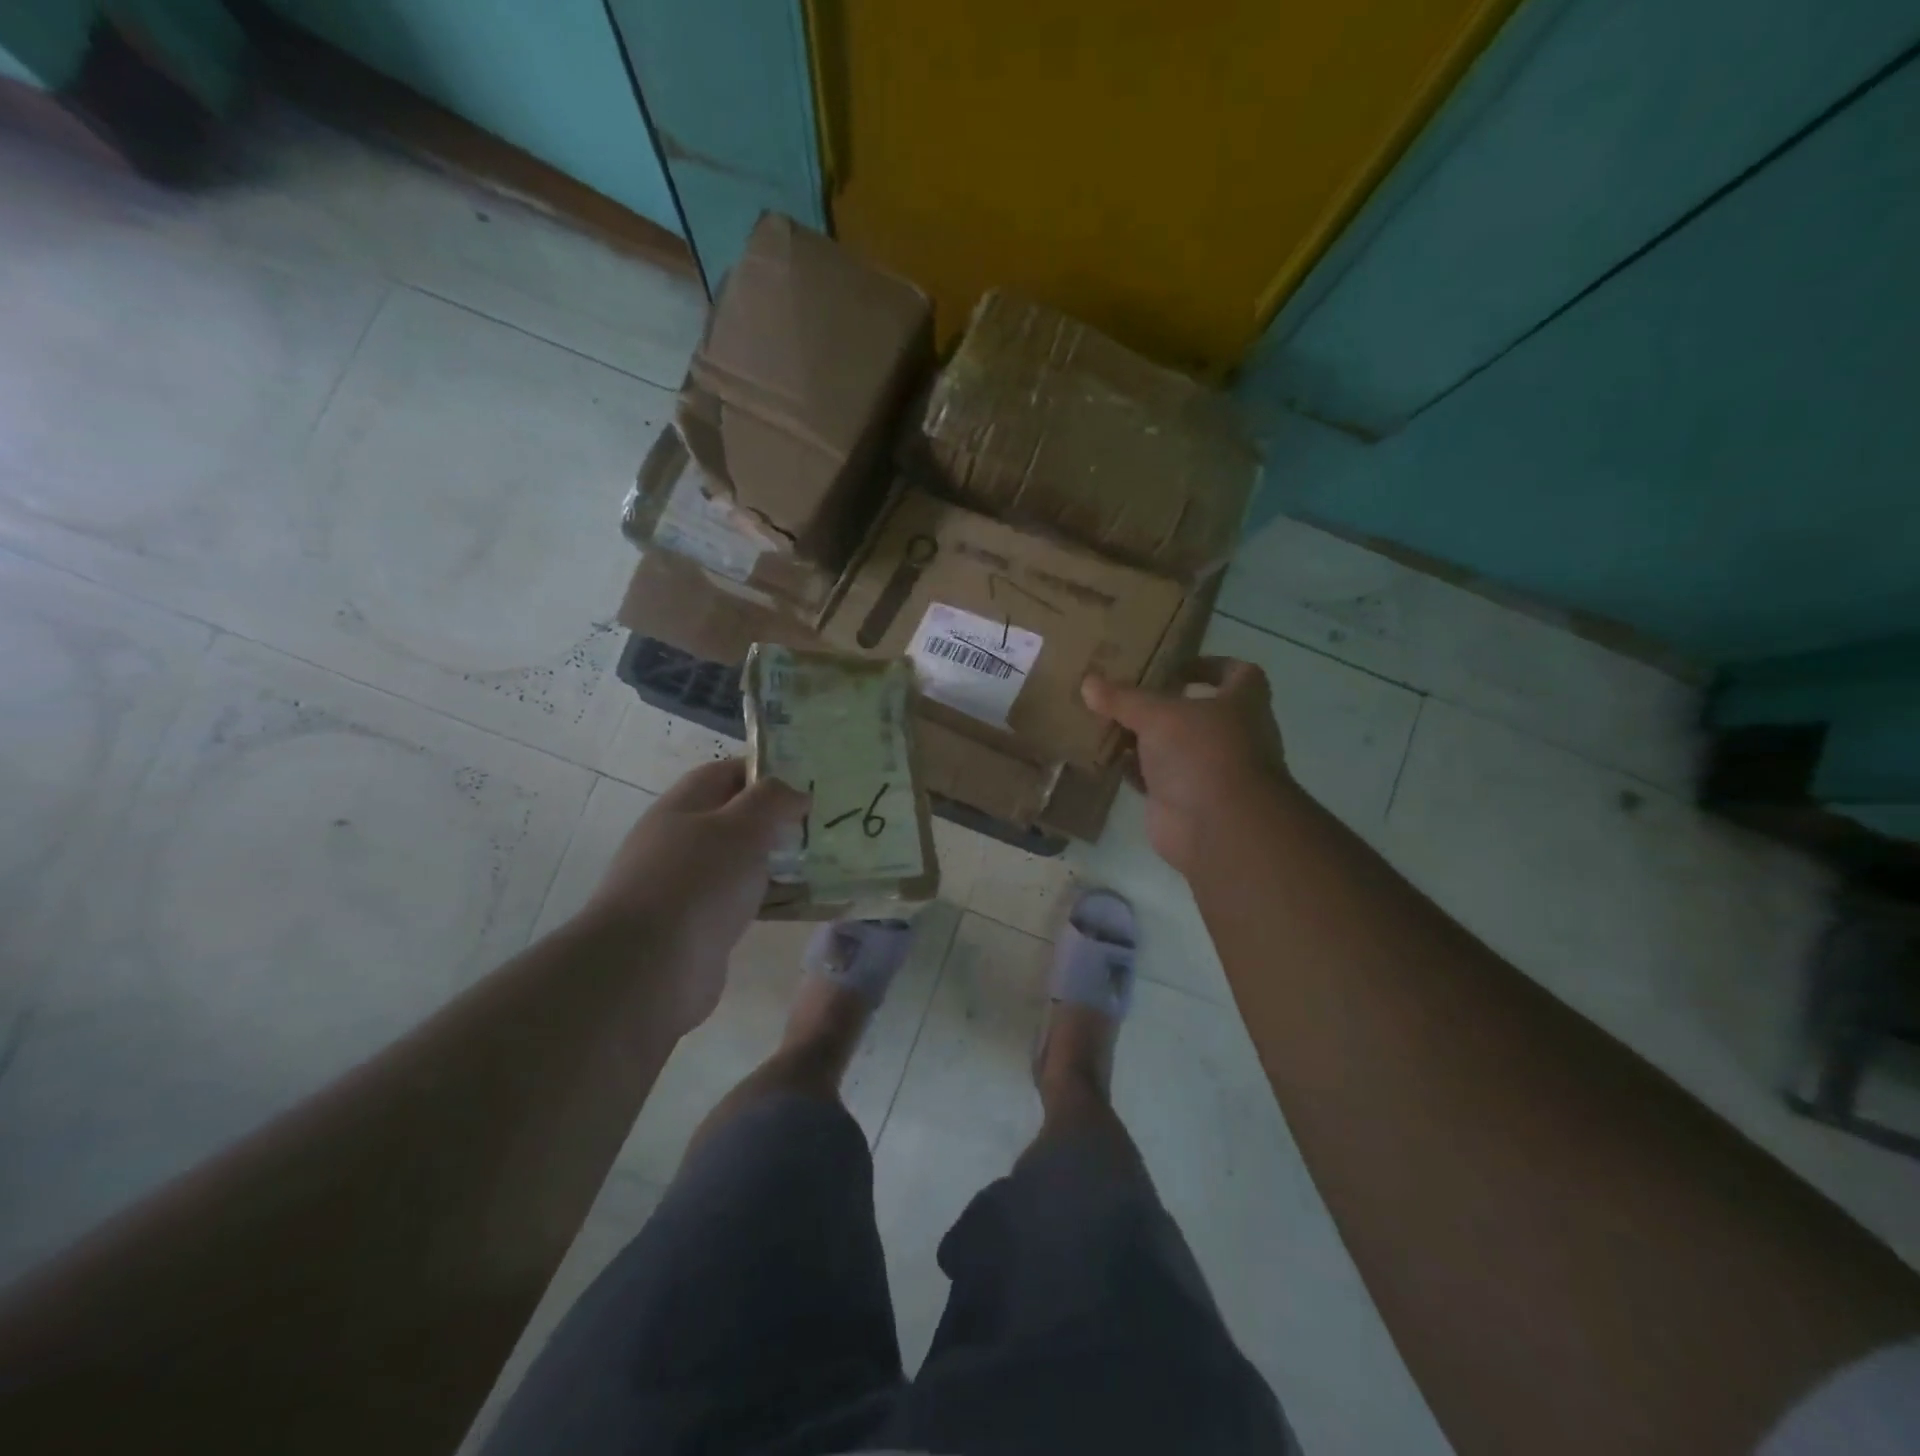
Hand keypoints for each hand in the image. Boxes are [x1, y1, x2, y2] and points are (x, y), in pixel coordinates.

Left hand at [581, 759, 808, 1030]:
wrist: (650, 970)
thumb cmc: (696, 882)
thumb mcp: (741, 826)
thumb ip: (772, 800)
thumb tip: (796, 792)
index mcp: (681, 808)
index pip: (725, 773)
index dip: (765, 771)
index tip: (808, 780)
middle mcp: (680, 842)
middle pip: (734, 819)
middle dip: (776, 819)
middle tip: (823, 822)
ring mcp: (687, 887)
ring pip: (741, 863)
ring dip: (777, 861)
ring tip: (824, 860)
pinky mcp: (699, 926)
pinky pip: (743, 902)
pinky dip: (772, 899)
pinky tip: (804, 903)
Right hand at [1082, 659, 1288, 874]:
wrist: (1217, 828)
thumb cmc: (1203, 753)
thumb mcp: (1159, 715)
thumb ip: (1123, 698)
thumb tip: (1088, 682)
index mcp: (1242, 704)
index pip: (1239, 674)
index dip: (1210, 666)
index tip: (1174, 665)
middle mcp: (1231, 736)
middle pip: (1196, 712)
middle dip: (1161, 704)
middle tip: (1123, 692)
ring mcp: (1207, 771)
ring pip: (1170, 747)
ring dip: (1142, 737)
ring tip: (1103, 719)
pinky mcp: (1182, 800)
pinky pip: (1152, 777)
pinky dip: (1131, 768)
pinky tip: (1102, 756)